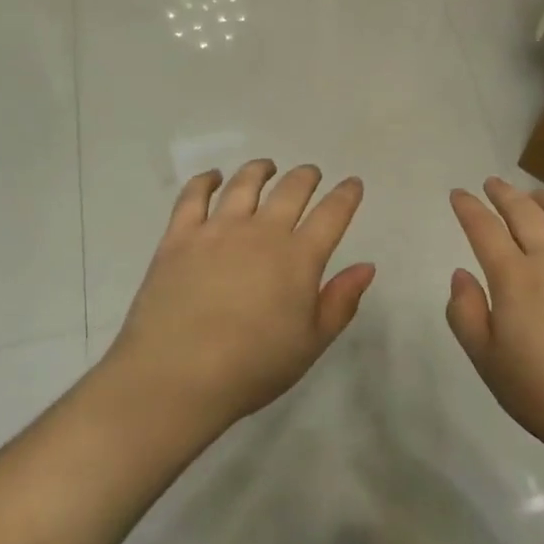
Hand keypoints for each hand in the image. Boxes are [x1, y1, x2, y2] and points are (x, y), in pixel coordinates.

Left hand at [104, 160, 374, 433]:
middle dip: (306, 176)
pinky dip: (206, 181)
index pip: (331, 214)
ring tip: (267, 167)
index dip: (346, 195)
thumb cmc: (252, 367)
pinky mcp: (179, 236)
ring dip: (260, 170)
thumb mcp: (310, 343)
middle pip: (290, 190)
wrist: (176, 375)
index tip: (352, 183)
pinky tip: (213, 178)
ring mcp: (217, 229)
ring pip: (244, 184)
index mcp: (298, 257)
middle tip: (311, 174)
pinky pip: (193, 196)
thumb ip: (341, 301)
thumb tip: (366, 266)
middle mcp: (261, 232)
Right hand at [446, 177, 543, 470]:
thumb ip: (466, 315)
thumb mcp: (489, 364)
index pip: (485, 230)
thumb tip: (460, 274)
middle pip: (525, 213)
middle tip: (493, 184)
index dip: (469, 209)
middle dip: (504, 194)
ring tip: (536, 195)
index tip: (459, 194)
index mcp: (515, 278)